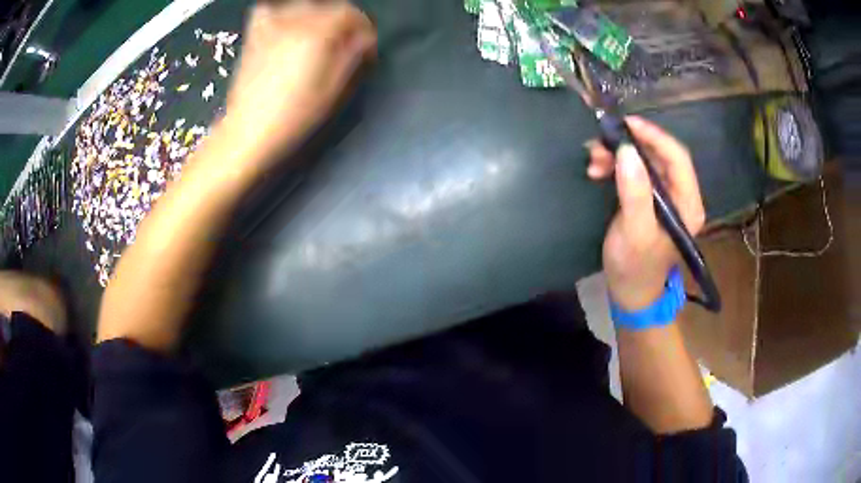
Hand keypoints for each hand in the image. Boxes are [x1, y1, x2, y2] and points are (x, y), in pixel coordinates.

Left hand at [218, 1, 376, 171]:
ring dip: (317, 15)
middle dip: (342, 22)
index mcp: (316, 33)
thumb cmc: (294, 115)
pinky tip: (286, 28)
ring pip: (302, 5)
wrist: (248, 132)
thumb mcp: (333, 89)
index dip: (363, 28)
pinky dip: (282, 14)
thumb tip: (365, 37)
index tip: (366, 47)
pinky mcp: (253, 36)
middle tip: (345, 45)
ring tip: (318, 37)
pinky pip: (269, 11)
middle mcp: (293, 21)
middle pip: (328, 6)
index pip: (350, 13)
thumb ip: (352, 55)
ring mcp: (270, 26)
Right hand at [587, 116, 705, 311]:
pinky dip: (616, 166)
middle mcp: (681, 195)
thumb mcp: (634, 232)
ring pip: (645, 160)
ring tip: (593, 161)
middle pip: (660, 155)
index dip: (654, 136)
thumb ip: (635, 193)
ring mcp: (665, 196)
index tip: (626, 124)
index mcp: (688, 204)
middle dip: (630, 146)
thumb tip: (626, 151)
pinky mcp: (649, 198)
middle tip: (599, 146)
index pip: (678, 157)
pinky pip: (635, 171)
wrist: (630, 292)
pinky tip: (598, 170)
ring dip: (618, 155)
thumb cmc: (635, 266)